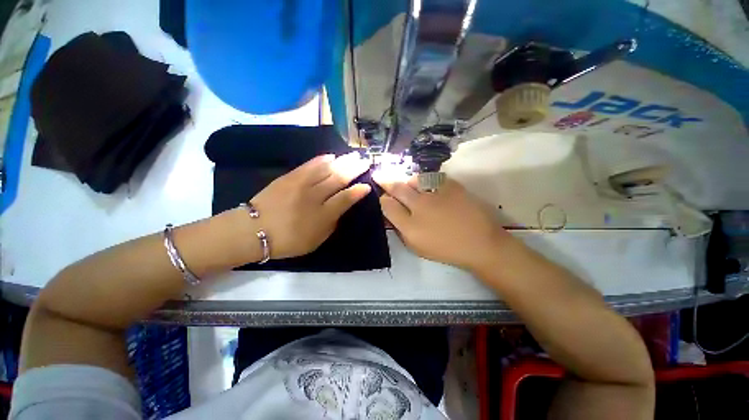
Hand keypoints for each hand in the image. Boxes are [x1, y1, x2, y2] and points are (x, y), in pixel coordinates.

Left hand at [251, 152, 370, 258]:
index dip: (358, 192)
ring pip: (326, 170)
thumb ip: (331, 224)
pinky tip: (330, 156)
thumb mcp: (316, 240)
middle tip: (365, 161)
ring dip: (342, 161)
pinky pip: (308, 166)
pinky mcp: (289, 177)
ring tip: (353, 155)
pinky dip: (321, 160)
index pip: (346, 199)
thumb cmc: (288, 240)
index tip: (367, 185)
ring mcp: (301, 184)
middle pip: (339, 179)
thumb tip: (339, 209)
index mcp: (323, 215)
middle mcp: (315, 197)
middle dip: (354, 170)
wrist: (254, 230)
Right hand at [373, 172, 509, 269]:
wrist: (480, 244)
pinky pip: (433, 177)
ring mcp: (436, 193)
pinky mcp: (451, 186)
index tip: (383, 198)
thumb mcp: (417, 246)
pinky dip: (427, 180)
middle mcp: (420, 206)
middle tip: (380, 176)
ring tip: (408, 184)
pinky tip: (428, 186)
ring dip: (407, 181)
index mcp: (410, 226)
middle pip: (397, 188)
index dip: (382, 200)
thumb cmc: (446, 249)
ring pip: (414, 179)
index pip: (387, 205)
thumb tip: (391, 213)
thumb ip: (400, 229)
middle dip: (386, 181)